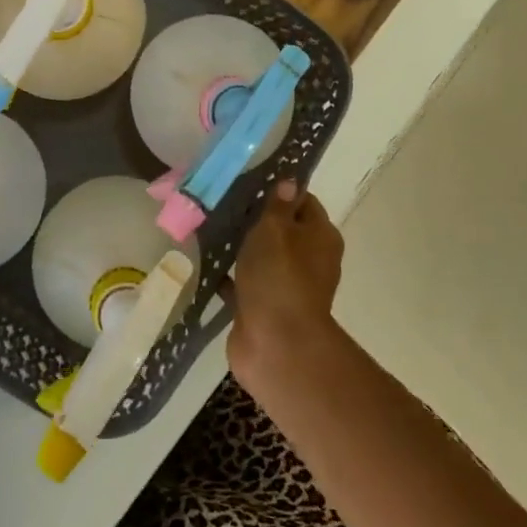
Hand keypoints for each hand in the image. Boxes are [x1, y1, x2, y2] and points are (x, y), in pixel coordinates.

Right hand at [225, 180, 346, 397]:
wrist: (276, 345)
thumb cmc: (278, 277)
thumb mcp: (275, 230)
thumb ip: (278, 205)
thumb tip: (290, 181)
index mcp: (320, 236)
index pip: (303, 201)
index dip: (279, 190)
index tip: (249, 181)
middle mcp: (309, 259)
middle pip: (282, 229)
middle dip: (255, 218)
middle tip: (223, 202)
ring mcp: (287, 285)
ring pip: (262, 256)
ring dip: (241, 246)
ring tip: (209, 227)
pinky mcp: (265, 307)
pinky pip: (245, 282)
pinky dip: (229, 274)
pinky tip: (206, 261)